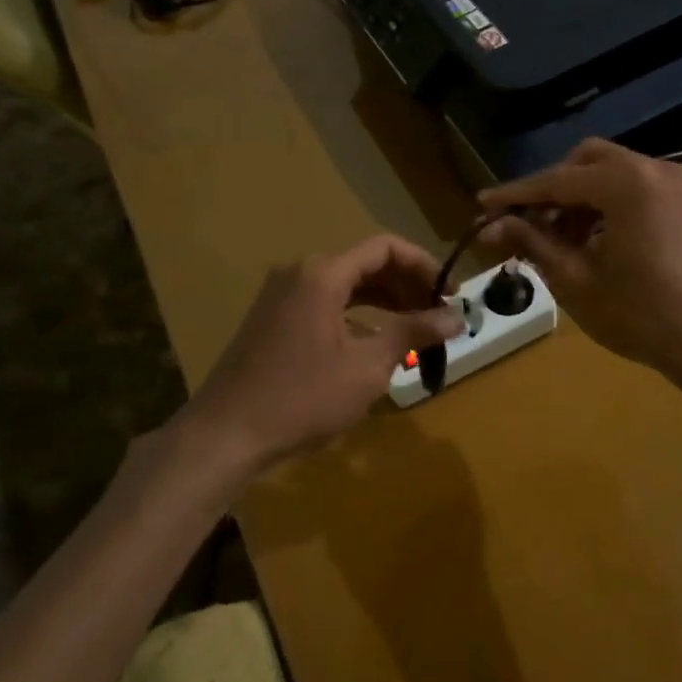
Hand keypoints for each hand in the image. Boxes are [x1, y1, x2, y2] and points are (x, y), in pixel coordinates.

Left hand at [180, 235, 462, 475]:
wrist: (225, 434)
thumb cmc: (301, 398)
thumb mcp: (366, 367)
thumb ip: (412, 333)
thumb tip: (456, 317)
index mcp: (323, 274)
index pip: (385, 248)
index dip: (424, 265)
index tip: (451, 294)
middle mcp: (300, 272)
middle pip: (365, 263)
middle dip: (406, 285)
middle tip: (438, 315)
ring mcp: (281, 294)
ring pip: (345, 284)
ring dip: (383, 300)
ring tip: (416, 328)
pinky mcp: (272, 317)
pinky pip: (325, 302)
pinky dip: (356, 313)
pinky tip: (374, 341)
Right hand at [480, 138, 681, 392]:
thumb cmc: (642, 316)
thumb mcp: (576, 281)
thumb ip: (532, 242)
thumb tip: (492, 225)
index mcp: (626, 183)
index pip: (556, 180)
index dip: (515, 195)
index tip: (481, 207)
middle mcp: (656, 170)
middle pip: (588, 161)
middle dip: (553, 189)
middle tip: (528, 224)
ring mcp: (680, 187)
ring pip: (615, 174)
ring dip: (581, 199)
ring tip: (560, 241)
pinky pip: (640, 191)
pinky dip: (611, 206)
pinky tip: (598, 244)